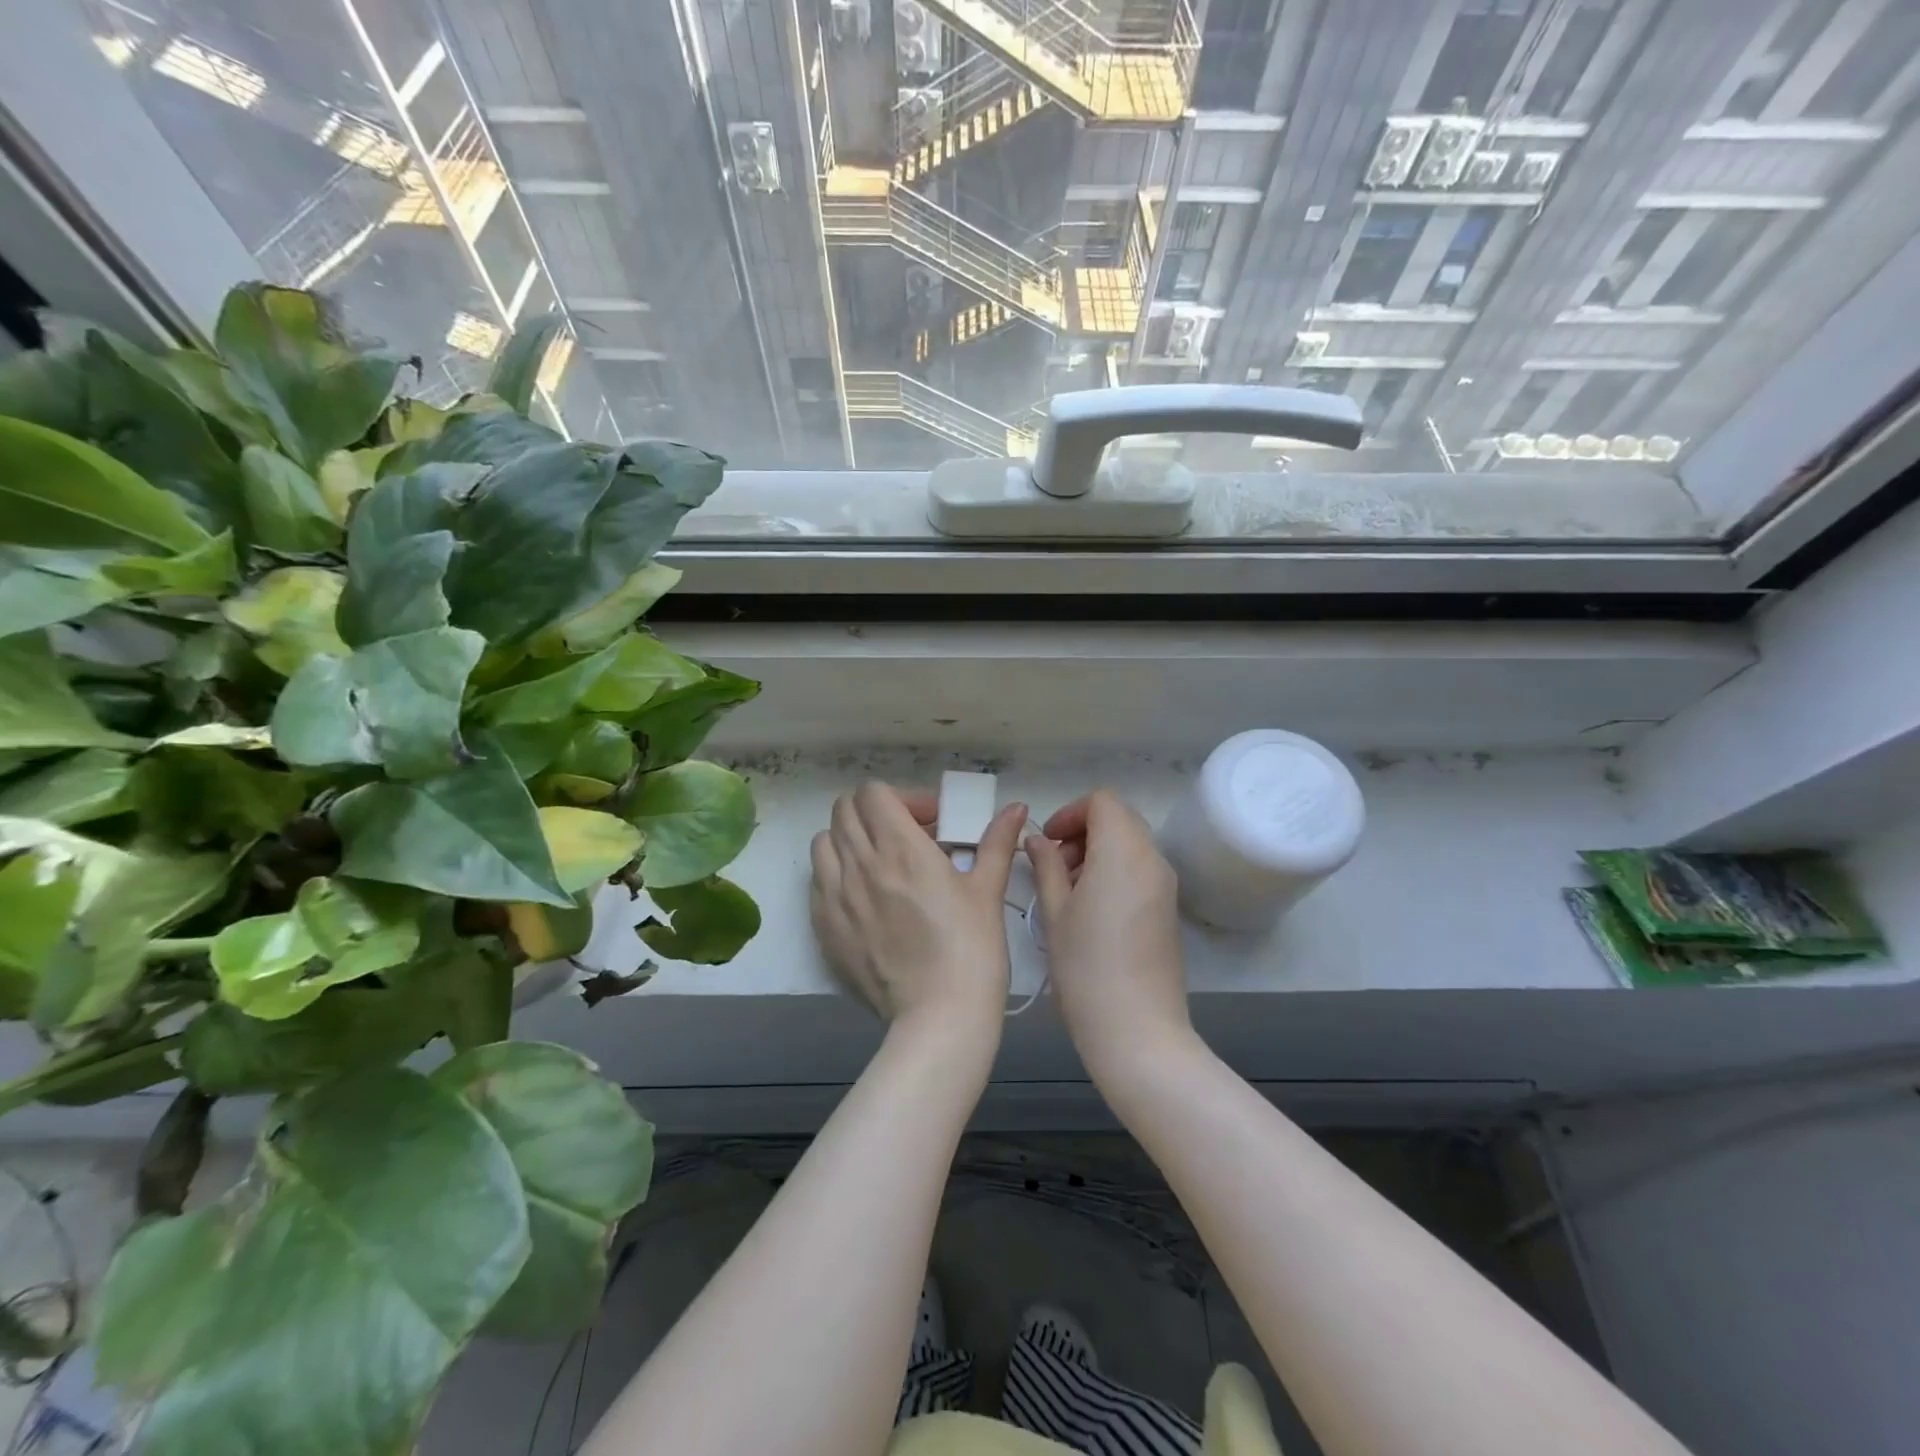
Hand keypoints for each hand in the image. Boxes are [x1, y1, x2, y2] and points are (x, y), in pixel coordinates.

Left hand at [811, 783, 1027, 1035]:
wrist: (938, 1016)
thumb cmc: (971, 949)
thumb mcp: (987, 890)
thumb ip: (997, 842)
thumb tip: (1016, 808)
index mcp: (900, 848)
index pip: (873, 793)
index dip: (901, 798)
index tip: (928, 822)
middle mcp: (859, 864)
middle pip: (844, 810)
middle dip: (874, 813)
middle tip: (905, 837)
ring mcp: (834, 896)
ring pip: (824, 842)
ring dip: (849, 840)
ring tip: (879, 864)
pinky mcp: (823, 926)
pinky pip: (817, 881)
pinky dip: (835, 875)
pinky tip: (863, 897)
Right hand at [1027, 791, 1191, 1077]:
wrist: (1138, 1031)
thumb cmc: (1086, 968)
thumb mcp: (1054, 912)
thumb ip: (1045, 866)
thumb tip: (1038, 840)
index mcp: (1123, 852)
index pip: (1102, 801)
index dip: (1070, 813)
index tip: (1047, 844)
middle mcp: (1152, 859)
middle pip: (1119, 818)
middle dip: (1082, 832)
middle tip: (1054, 868)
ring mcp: (1166, 885)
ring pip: (1130, 843)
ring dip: (1097, 852)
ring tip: (1068, 893)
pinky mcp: (1169, 909)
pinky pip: (1141, 869)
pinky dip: (1114, 871)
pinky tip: (1091, 911)